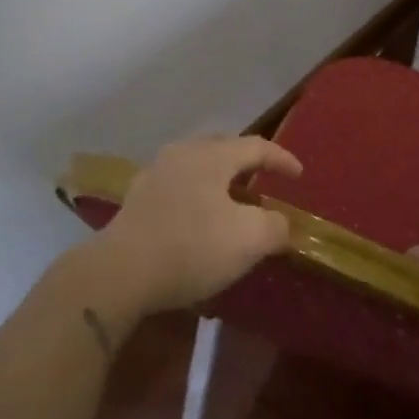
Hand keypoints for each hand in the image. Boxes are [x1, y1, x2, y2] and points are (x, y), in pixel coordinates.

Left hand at [95, 135, 300, 313]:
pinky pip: (177, 184)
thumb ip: (275, 226)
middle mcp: (182, 153)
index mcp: (212, 155)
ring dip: (218, 177)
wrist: (120, 272)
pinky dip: (196, 192)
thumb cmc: (191, 247)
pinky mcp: (137, 198)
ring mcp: (155, 173)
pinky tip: (197, 216)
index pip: (256, 146)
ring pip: (196, 163)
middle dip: (245, 160)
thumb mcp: (249, 240)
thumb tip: (282, 223)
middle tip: (261, 179)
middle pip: (222, 146)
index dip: (281, 159)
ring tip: (231, 199)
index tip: (298, 175)